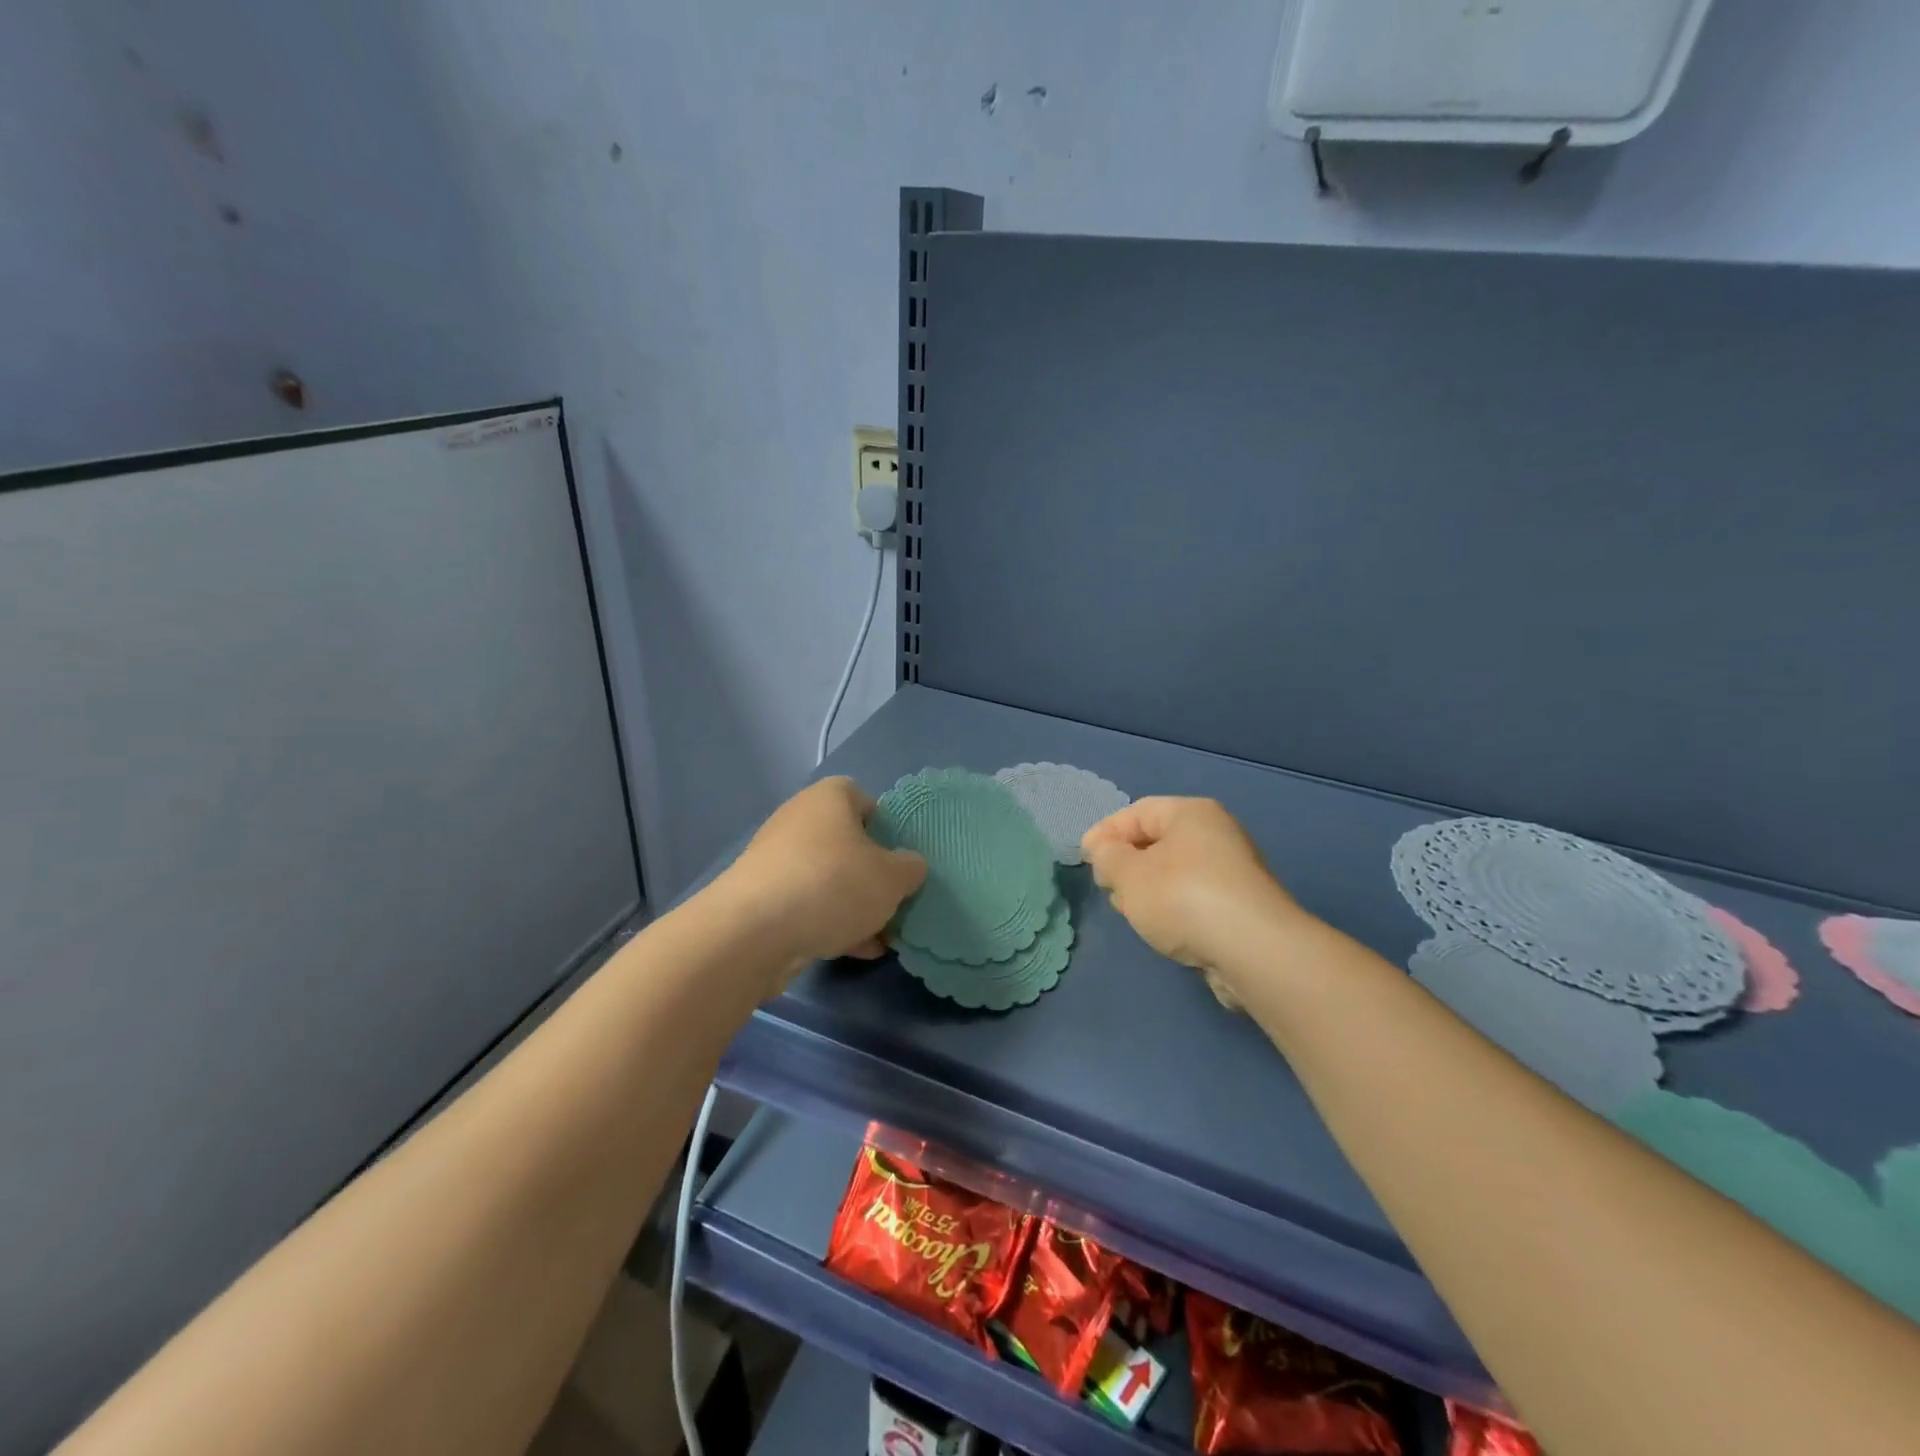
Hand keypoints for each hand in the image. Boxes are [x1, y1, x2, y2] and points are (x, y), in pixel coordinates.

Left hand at [718, 777, 925, 985]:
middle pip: (847, 843)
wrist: (754, 932)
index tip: (901, 856)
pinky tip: (856, 951)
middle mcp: (799, 820)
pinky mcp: (762, 898)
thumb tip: (909, 866)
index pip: (863, 797)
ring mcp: (776, 860)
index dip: (886, 825)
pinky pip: (807, 905)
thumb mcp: (892, 877)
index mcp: (829, 798)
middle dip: (872, 873)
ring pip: (828, 878)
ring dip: (854, 905)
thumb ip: (911, 868)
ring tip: (882, 936)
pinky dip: (831, 923)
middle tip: (895, 899)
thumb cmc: (832, 885)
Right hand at [1080, 797, 1299, 1008]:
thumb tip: (1107, 853)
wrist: (1253, 950)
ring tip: (1131, 913)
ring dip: (1148, 889)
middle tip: (1108, 887)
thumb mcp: (1128, 874)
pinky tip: (1162, 930)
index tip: (1084, 858)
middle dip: (1127, 863)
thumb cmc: (1182, 897)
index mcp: (1191, 813)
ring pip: (1175, 872)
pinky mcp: (1242, 906)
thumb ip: (1107, 858)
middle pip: (1158, 841)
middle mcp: (1217, 834)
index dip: (1105, 833)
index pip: (1137, 812)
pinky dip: (1173, 908)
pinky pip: (1195, 898)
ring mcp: (1234, 871)